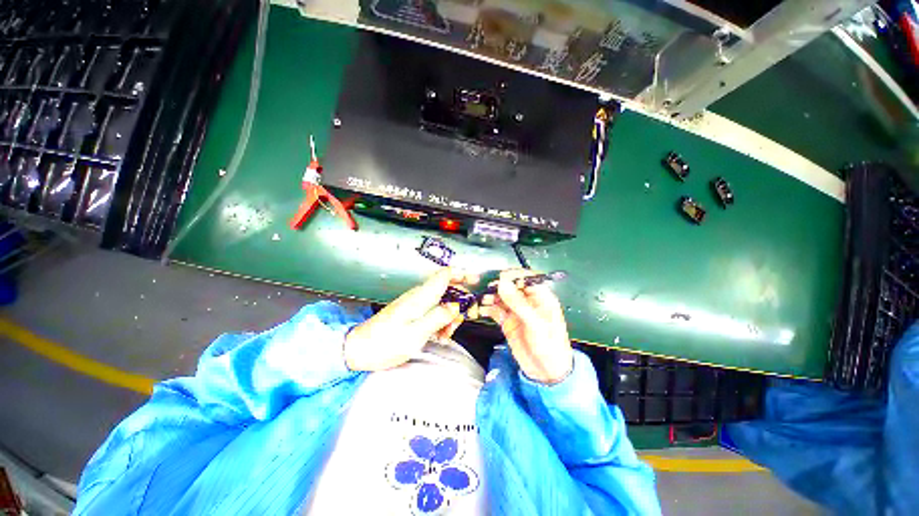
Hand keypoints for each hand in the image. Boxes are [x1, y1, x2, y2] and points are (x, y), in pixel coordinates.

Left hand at [344, 268, 477, 371]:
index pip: (444, 275)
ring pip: (442, 302)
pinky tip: (440, 335)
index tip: (476, 280)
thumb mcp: (416, 333)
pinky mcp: (413, 313)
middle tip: (466, 319)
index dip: (461, 274)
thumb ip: (438, 317)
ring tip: (447, 334)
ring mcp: (416, 304)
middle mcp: (420, 296)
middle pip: (447, 289)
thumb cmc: (387, 343)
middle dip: (460, 302)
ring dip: (450, 316)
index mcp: (421, 296)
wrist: (359, 350)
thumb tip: (456, 306)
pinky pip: (433, 312)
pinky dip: (441, 322)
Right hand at [477, 269, 572, 383]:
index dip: (512, 276)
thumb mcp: (535, 324)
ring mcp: (516, 311)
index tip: (498, 278)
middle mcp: (527, 301)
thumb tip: (503, 283)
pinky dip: (487, 309)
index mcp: (541, 297)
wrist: (546, 373)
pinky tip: (480, 309)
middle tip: (484, 287)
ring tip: (480, 298)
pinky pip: (495, 311)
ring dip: (490, 296)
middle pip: (510, 287)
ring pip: (500, 298)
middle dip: (497, 285)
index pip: (525, 278)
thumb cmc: (549, 346)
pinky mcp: (507, 321)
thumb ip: (518, 303)